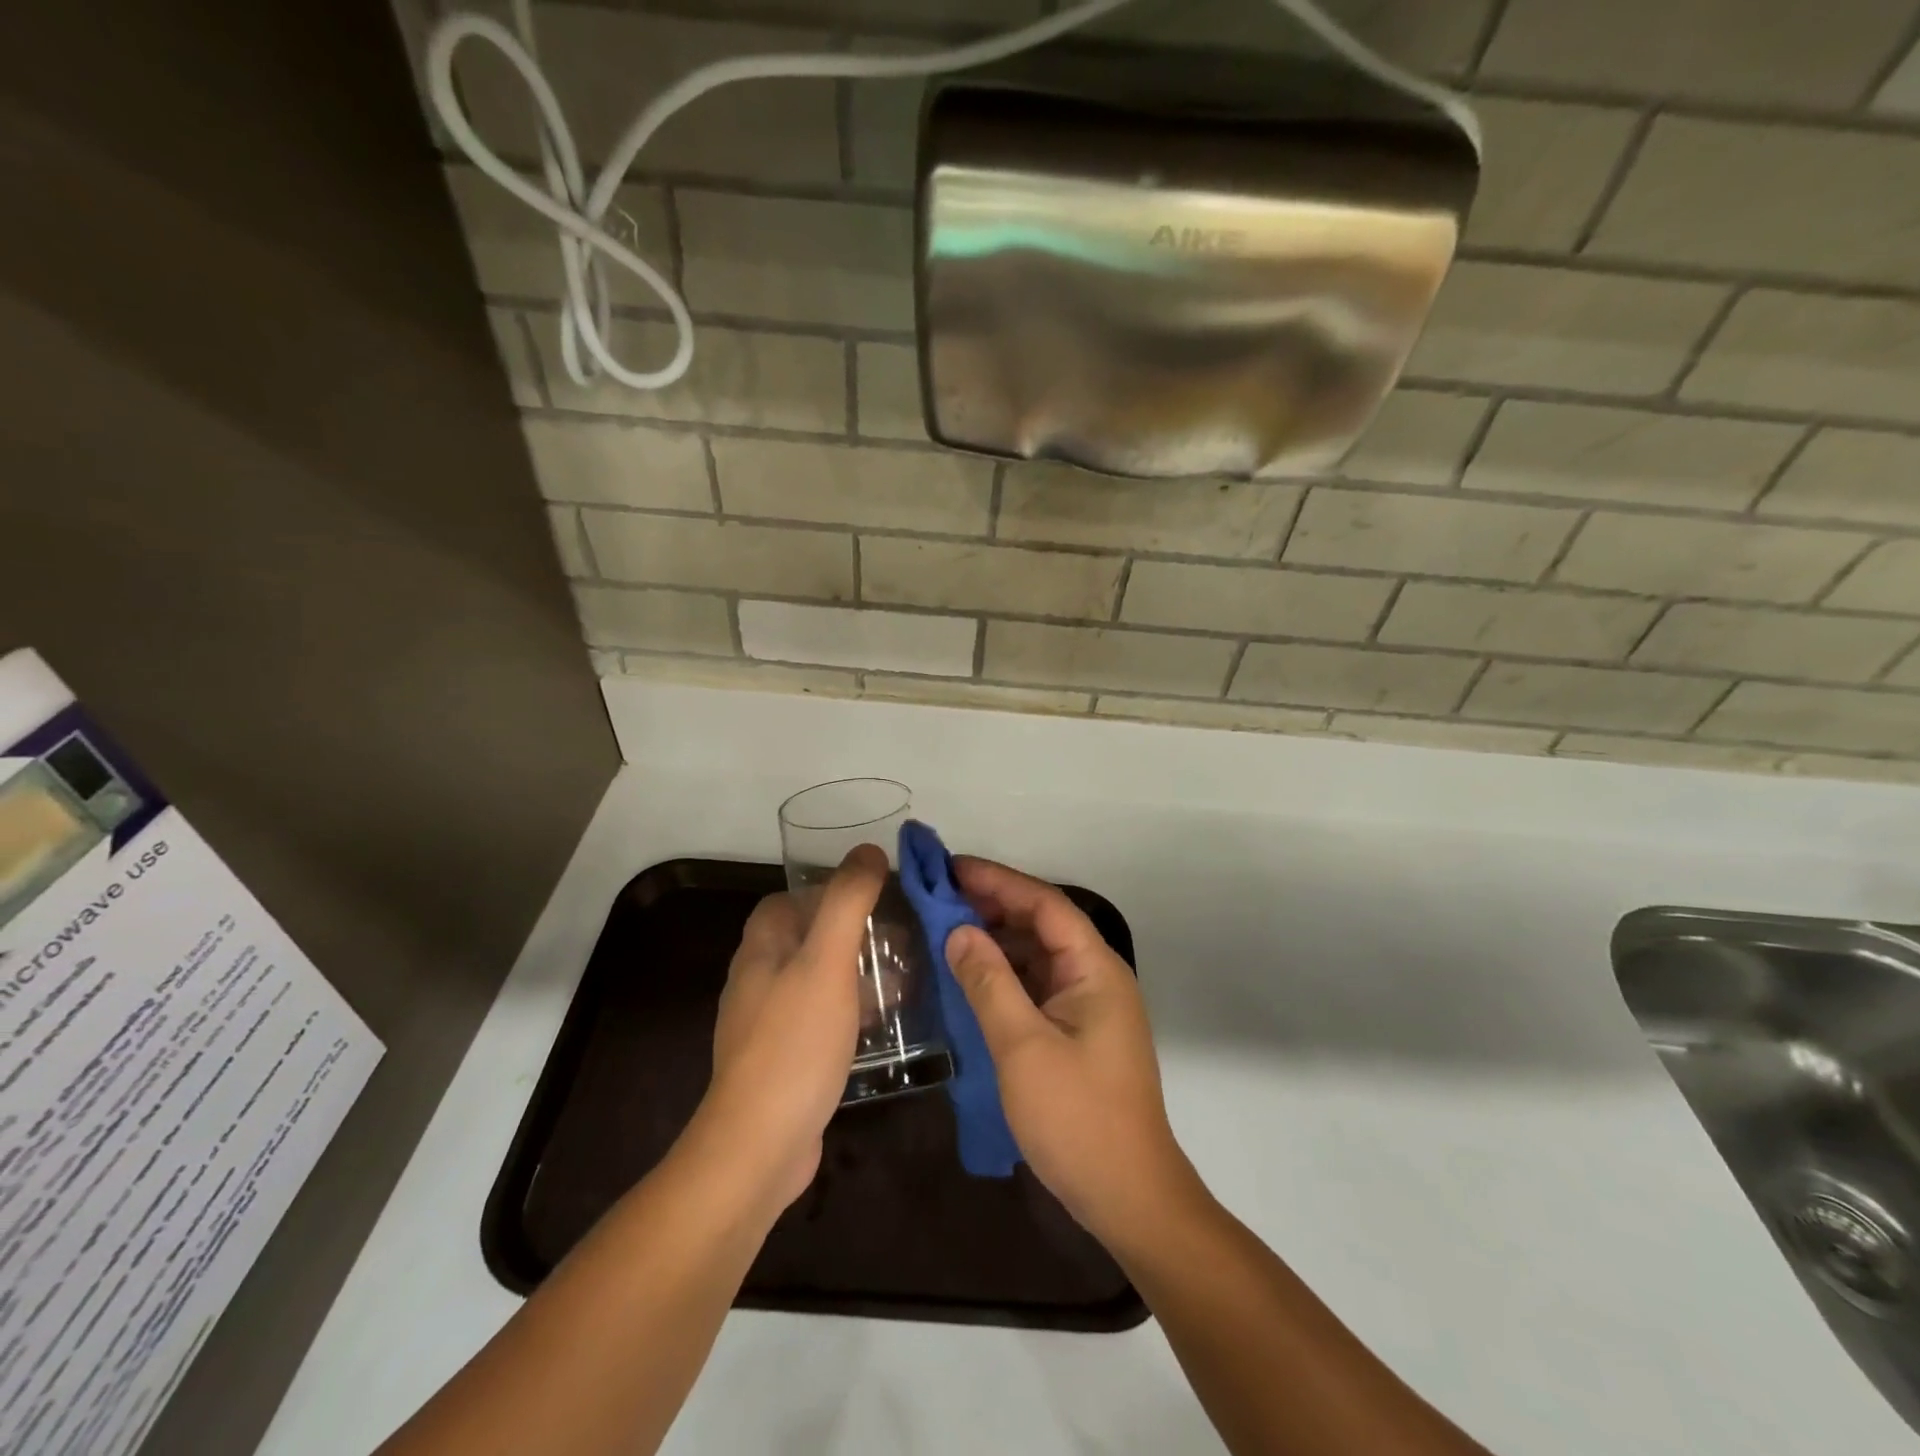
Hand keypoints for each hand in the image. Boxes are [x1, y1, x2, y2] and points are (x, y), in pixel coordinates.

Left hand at [698, 845, 885, 1213]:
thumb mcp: (827, 962)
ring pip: (816, 980)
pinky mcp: (783, 1061)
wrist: (760, 1146)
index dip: (827, 892)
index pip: (787, 900)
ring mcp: (767, 1024)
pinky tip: (882, 1027)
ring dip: (855, 974)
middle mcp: (757, 980)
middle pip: (805, 939)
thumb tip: (870, 851)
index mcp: (760, 949)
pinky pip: (820, 1019)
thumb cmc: (795, 1042)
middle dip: (852, 933)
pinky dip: (850, 1012)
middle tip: (900, 941)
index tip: (874, 898)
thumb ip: (848, 902)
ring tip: (903, 981)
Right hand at [946, 857, 1197, 1248]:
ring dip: (997, 940)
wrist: (1129, 1198)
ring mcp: (1089, 1007)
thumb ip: (989, 982)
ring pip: (1038, 956)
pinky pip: (1037, 987)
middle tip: (940, 897)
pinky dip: (1004, 975)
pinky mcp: (1078, 1034)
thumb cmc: (1078, 1118)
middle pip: (1043, 924)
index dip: (998, 881)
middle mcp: (1096, 978)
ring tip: (946, 929)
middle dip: (994, 906)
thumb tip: (959, 931)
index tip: (951, 868)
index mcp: (1095, 969)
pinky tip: (970, 977)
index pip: (1045, 904)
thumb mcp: (1023, 1047)